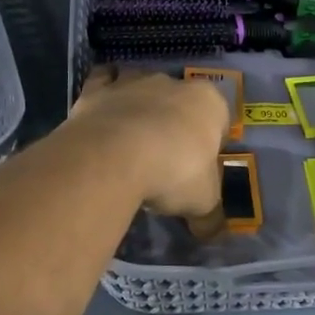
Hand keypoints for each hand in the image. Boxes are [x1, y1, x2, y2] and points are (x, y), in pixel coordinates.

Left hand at [71, 67, 229, 216]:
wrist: (113, 157)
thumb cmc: (173, 173)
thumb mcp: (202, 202)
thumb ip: (210, 216)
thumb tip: (212, 232)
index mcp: (208, 103)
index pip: (218, 118)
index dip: (210, 142)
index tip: (200, 167)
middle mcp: (173, 83)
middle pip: (179, 102)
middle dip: (174, 122)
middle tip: (166, 158)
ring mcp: (132, 82)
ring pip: (141, 87)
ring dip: (139, 105)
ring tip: (132, 139)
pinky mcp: (96, 89)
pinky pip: (103, 82)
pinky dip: (104, 94)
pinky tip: (102, 115)